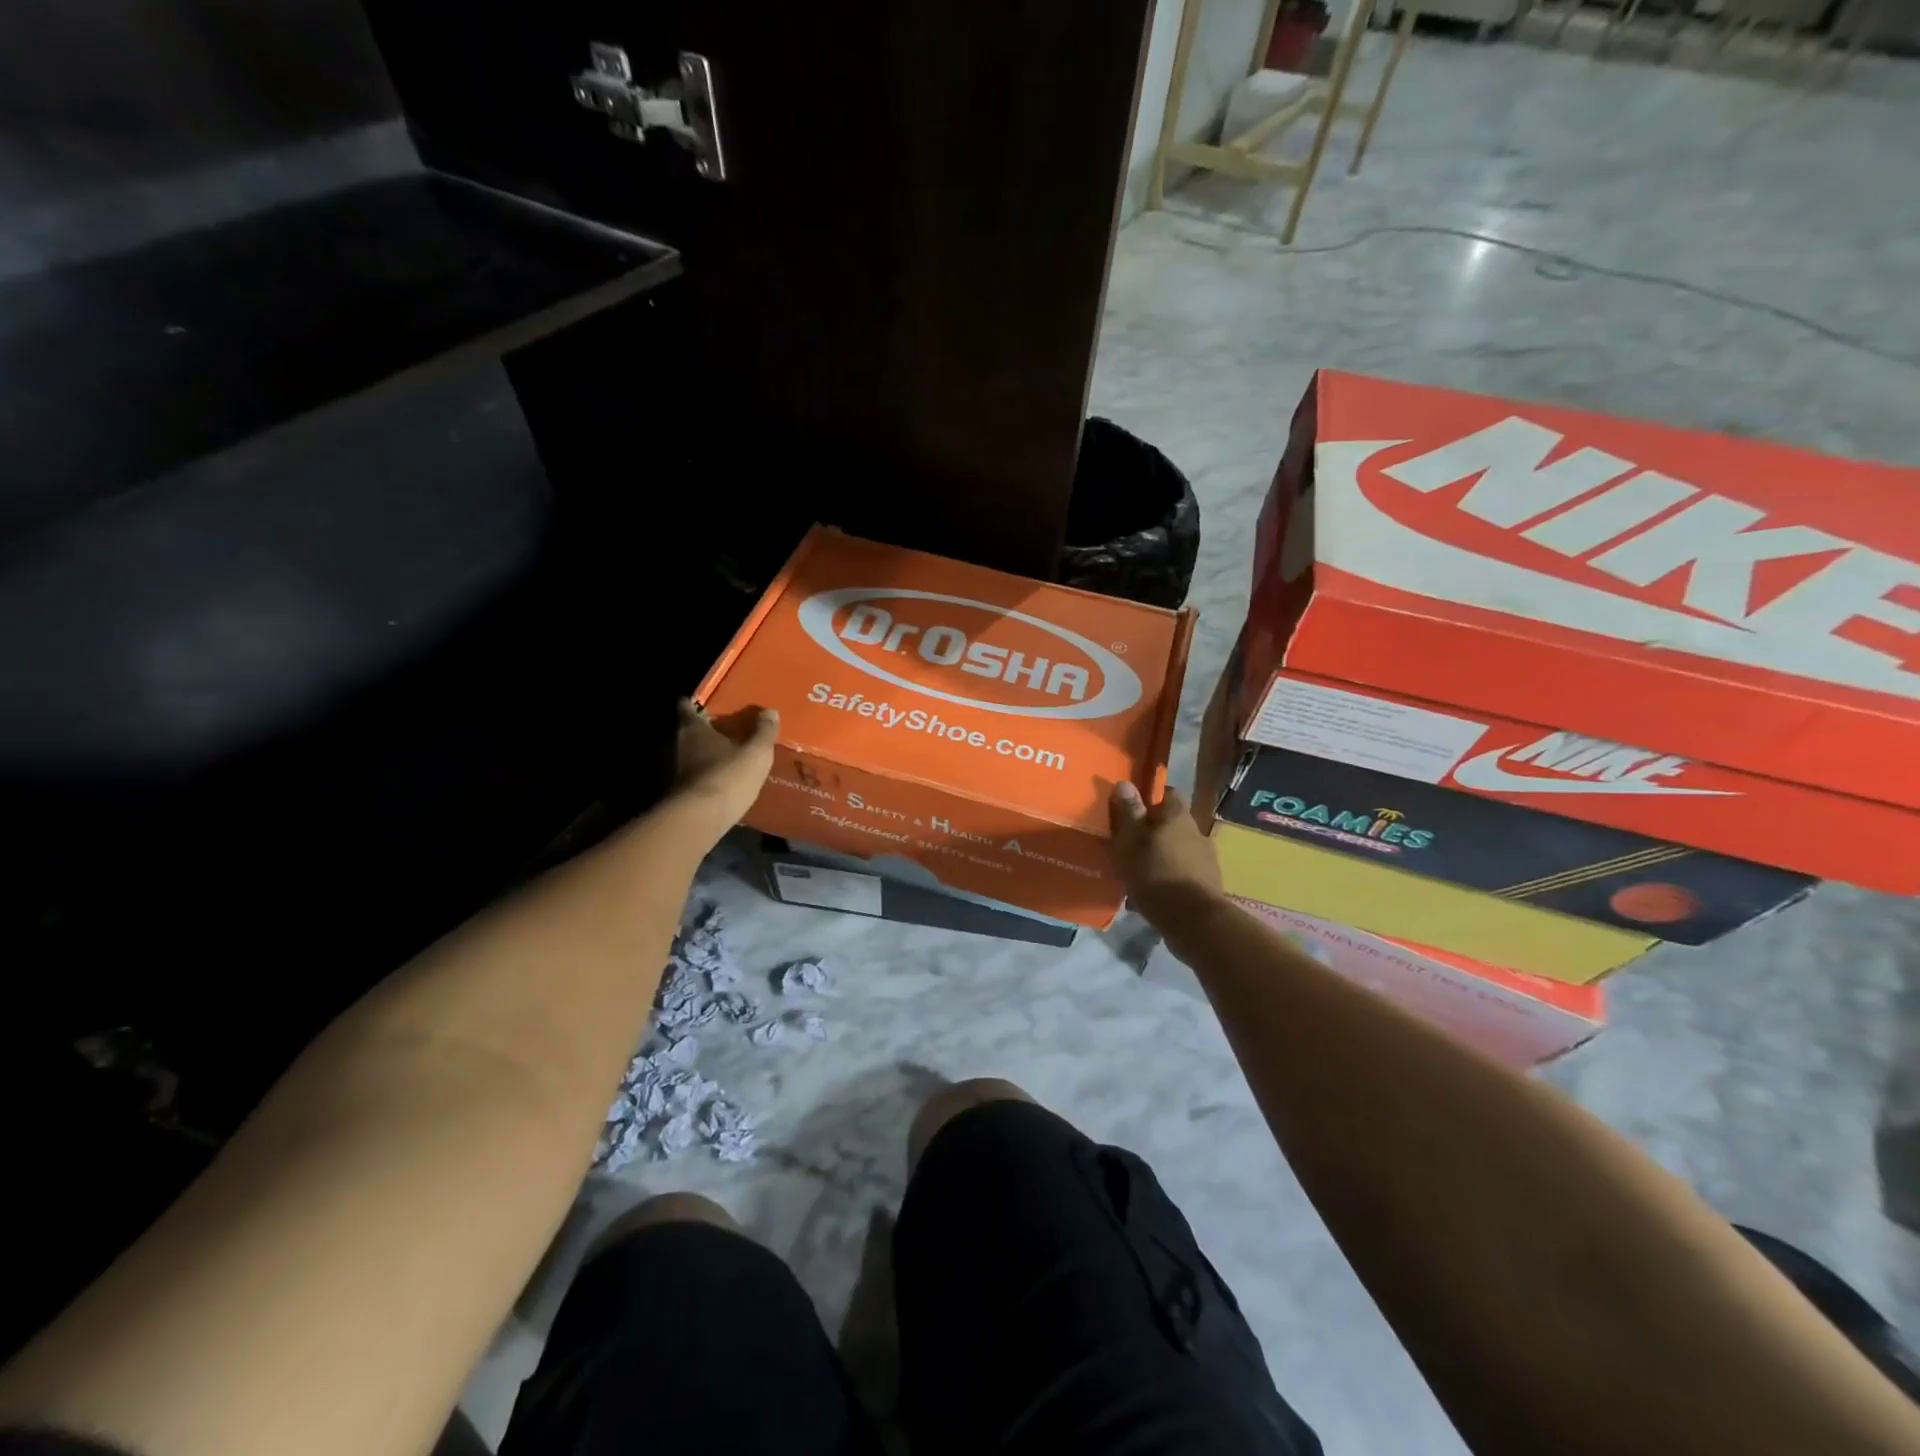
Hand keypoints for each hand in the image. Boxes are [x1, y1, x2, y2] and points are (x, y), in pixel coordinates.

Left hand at [670, 699, 777, 836]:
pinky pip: (700, 777)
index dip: (695, 704)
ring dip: (709, 754)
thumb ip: (764, 732)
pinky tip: (728, 780)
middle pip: (691, 732)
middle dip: (707, 730)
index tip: (706, 703)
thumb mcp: (756, 752)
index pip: (687, 708)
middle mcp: (683, 746)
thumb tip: (770, 711)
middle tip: (728, 728)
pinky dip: (711, 775)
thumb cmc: (729, 776)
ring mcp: (681, 772)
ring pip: (695, 755)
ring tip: (732, 754)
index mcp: (695, 730)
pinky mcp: (686, 793)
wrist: (702, 818)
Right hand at [1109, 782, 1222, 921]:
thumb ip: (1129, 814)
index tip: (1134, 812)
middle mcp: (1197, 831)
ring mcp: (1207, 859)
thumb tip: (1125, 782)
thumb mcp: (1131, 843)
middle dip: (1155, 832)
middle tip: (1133, 846)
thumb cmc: (1156, 875)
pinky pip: (1186, 872)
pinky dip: (1172, 877)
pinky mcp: (1210, 883)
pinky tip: (1156, 893)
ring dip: (1164, 855)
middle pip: (1174, 823)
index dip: (1151, 799)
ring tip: (1142, 873)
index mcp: (1178, 816)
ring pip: (1180, 849)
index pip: (1168, 794)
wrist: (1194, 921)